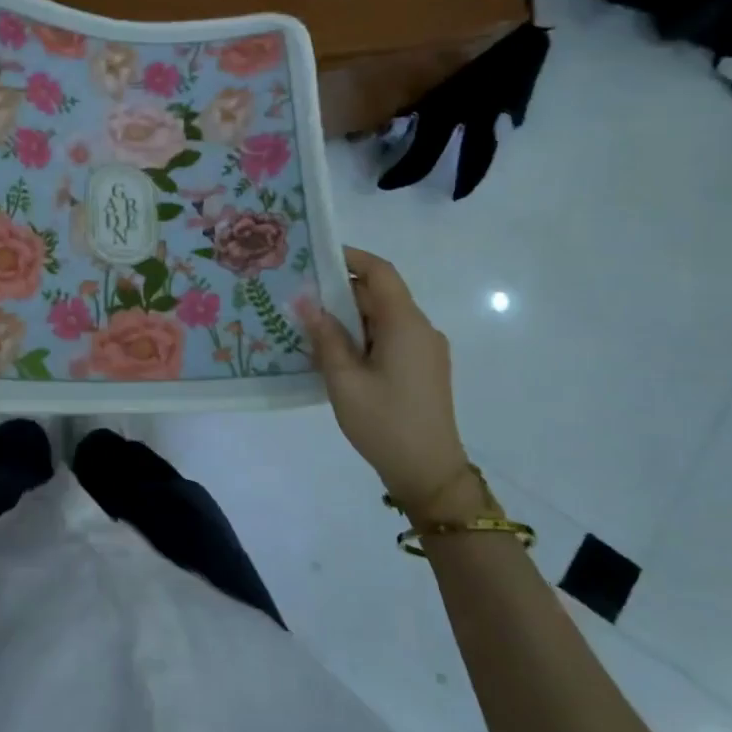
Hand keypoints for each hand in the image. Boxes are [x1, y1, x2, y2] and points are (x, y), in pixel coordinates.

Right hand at [302, 248, 475, 522]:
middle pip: (380, 294)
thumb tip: (306, 302)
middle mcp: (421, 329)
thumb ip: (325, 337)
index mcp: (406, 324)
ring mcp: (425, 350)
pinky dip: (363, 335)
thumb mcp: (344, 380)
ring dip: (350, 316)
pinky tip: (335, 352)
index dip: (351, 257)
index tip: (316, 256)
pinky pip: (391, 337)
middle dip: (341, 290)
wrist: (430, 474)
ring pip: (384, 317)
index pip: (381, 273)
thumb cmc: (384, 423)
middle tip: (301, 294)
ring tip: (310, 324)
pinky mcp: (423, 368)